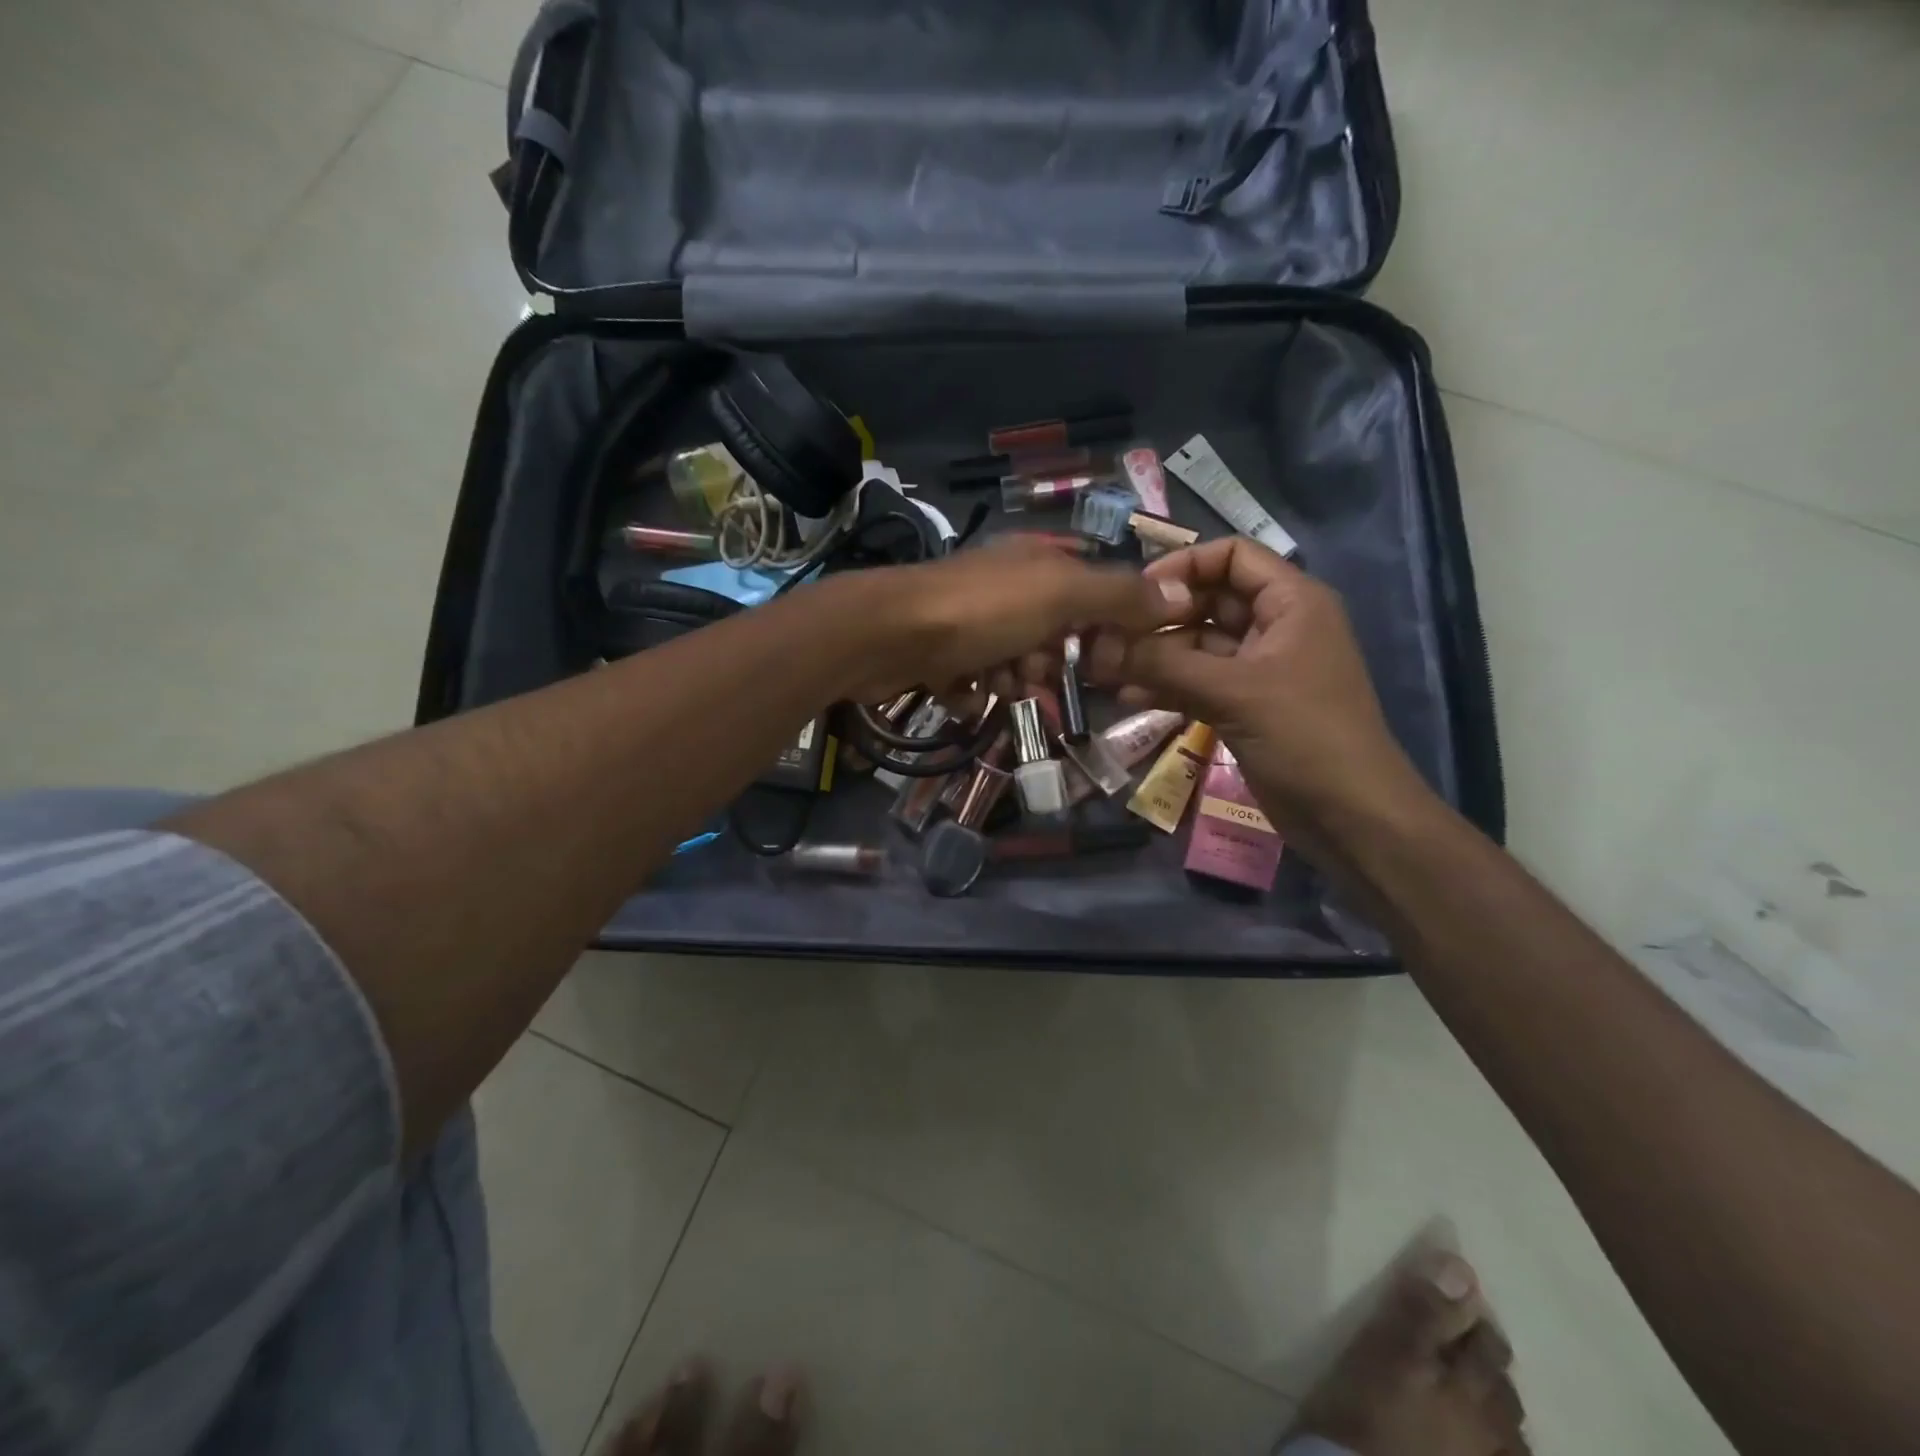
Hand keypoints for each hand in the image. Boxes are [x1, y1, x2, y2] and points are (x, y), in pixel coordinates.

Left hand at [840, 534, 1191, 701]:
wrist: (886, 634)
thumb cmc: (981, 611)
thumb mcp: (1060, 595)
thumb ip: (1119, 596)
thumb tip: (1181, 595)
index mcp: (1036, 560)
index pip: (1092, 589)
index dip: (1105, 625)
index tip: (1107, 658)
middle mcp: (1004, 584)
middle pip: (1052, 630)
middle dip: (1051, 660)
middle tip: (1038, 674)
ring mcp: (968, 618)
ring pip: (1013, 659)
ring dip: (1012, 679)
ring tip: (997, 684)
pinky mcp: (938, 651)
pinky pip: (973, 678)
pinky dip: (973, 690)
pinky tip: (964, 692)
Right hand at [1086, 538, 1432, 840]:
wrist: (1349, 816)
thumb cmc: (1305, 736)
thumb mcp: (1234, 692)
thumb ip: (1163, 665)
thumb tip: (1097, 645)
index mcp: (1291, 602)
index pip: (1233, 557)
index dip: (1184, 566)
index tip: (1135, 593)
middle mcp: (1274, 627)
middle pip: (1207, 602)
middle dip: (1157, 617)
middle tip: (1106, 635)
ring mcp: (1257, 669)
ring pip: (1196, 647)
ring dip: (1153, 656)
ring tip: (1103, 667)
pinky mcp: (1243, 706)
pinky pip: (1197, 683)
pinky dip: (1165, 687)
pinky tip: (1125, 697)